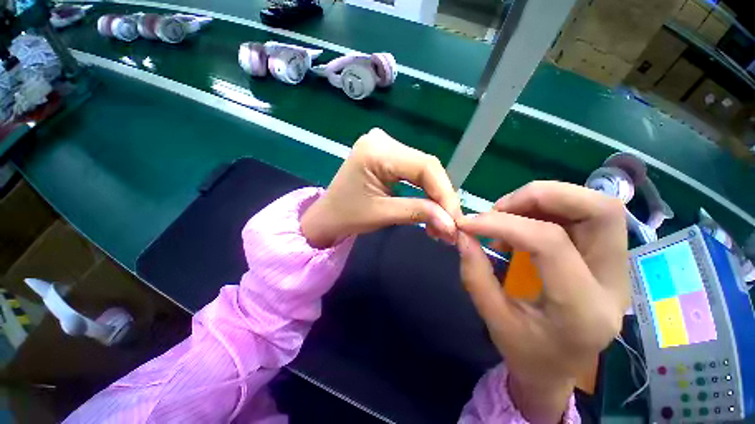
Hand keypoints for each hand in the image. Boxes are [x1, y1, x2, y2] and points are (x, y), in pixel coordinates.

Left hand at [301, 128, 460, 247]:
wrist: (328, 216)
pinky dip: (424, 190)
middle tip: (451, 223)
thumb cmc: (347, 216)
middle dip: (441, 197)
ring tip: (442, 220)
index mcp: (377, 150)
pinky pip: (414, 171)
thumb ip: (419, 213)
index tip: (455, 219)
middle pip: (426, 167)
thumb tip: (452, 224)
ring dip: (435, 196)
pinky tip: (430, 206)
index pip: (425, 166)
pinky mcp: (386, 155)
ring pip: (423, 170)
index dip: (445, 192)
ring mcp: (385, 145)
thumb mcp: (383, 214)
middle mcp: (383, 140)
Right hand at [457, 181, 629, 422]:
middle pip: (599, 211)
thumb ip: (474, 272)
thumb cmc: (526, 352)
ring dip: (545, 199)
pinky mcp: (608, 259)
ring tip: (507, 214)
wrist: (560, 369)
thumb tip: (462, 234)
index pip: (550, 244)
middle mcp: (613, 284)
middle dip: (542, 196)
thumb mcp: (492, 317)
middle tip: (500, 208)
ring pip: (596, 207)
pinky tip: (521, 225)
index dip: (503, 224)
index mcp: (582, 310)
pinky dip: (547, 209)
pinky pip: (584, 216)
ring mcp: (618, 269)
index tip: (468, 223)